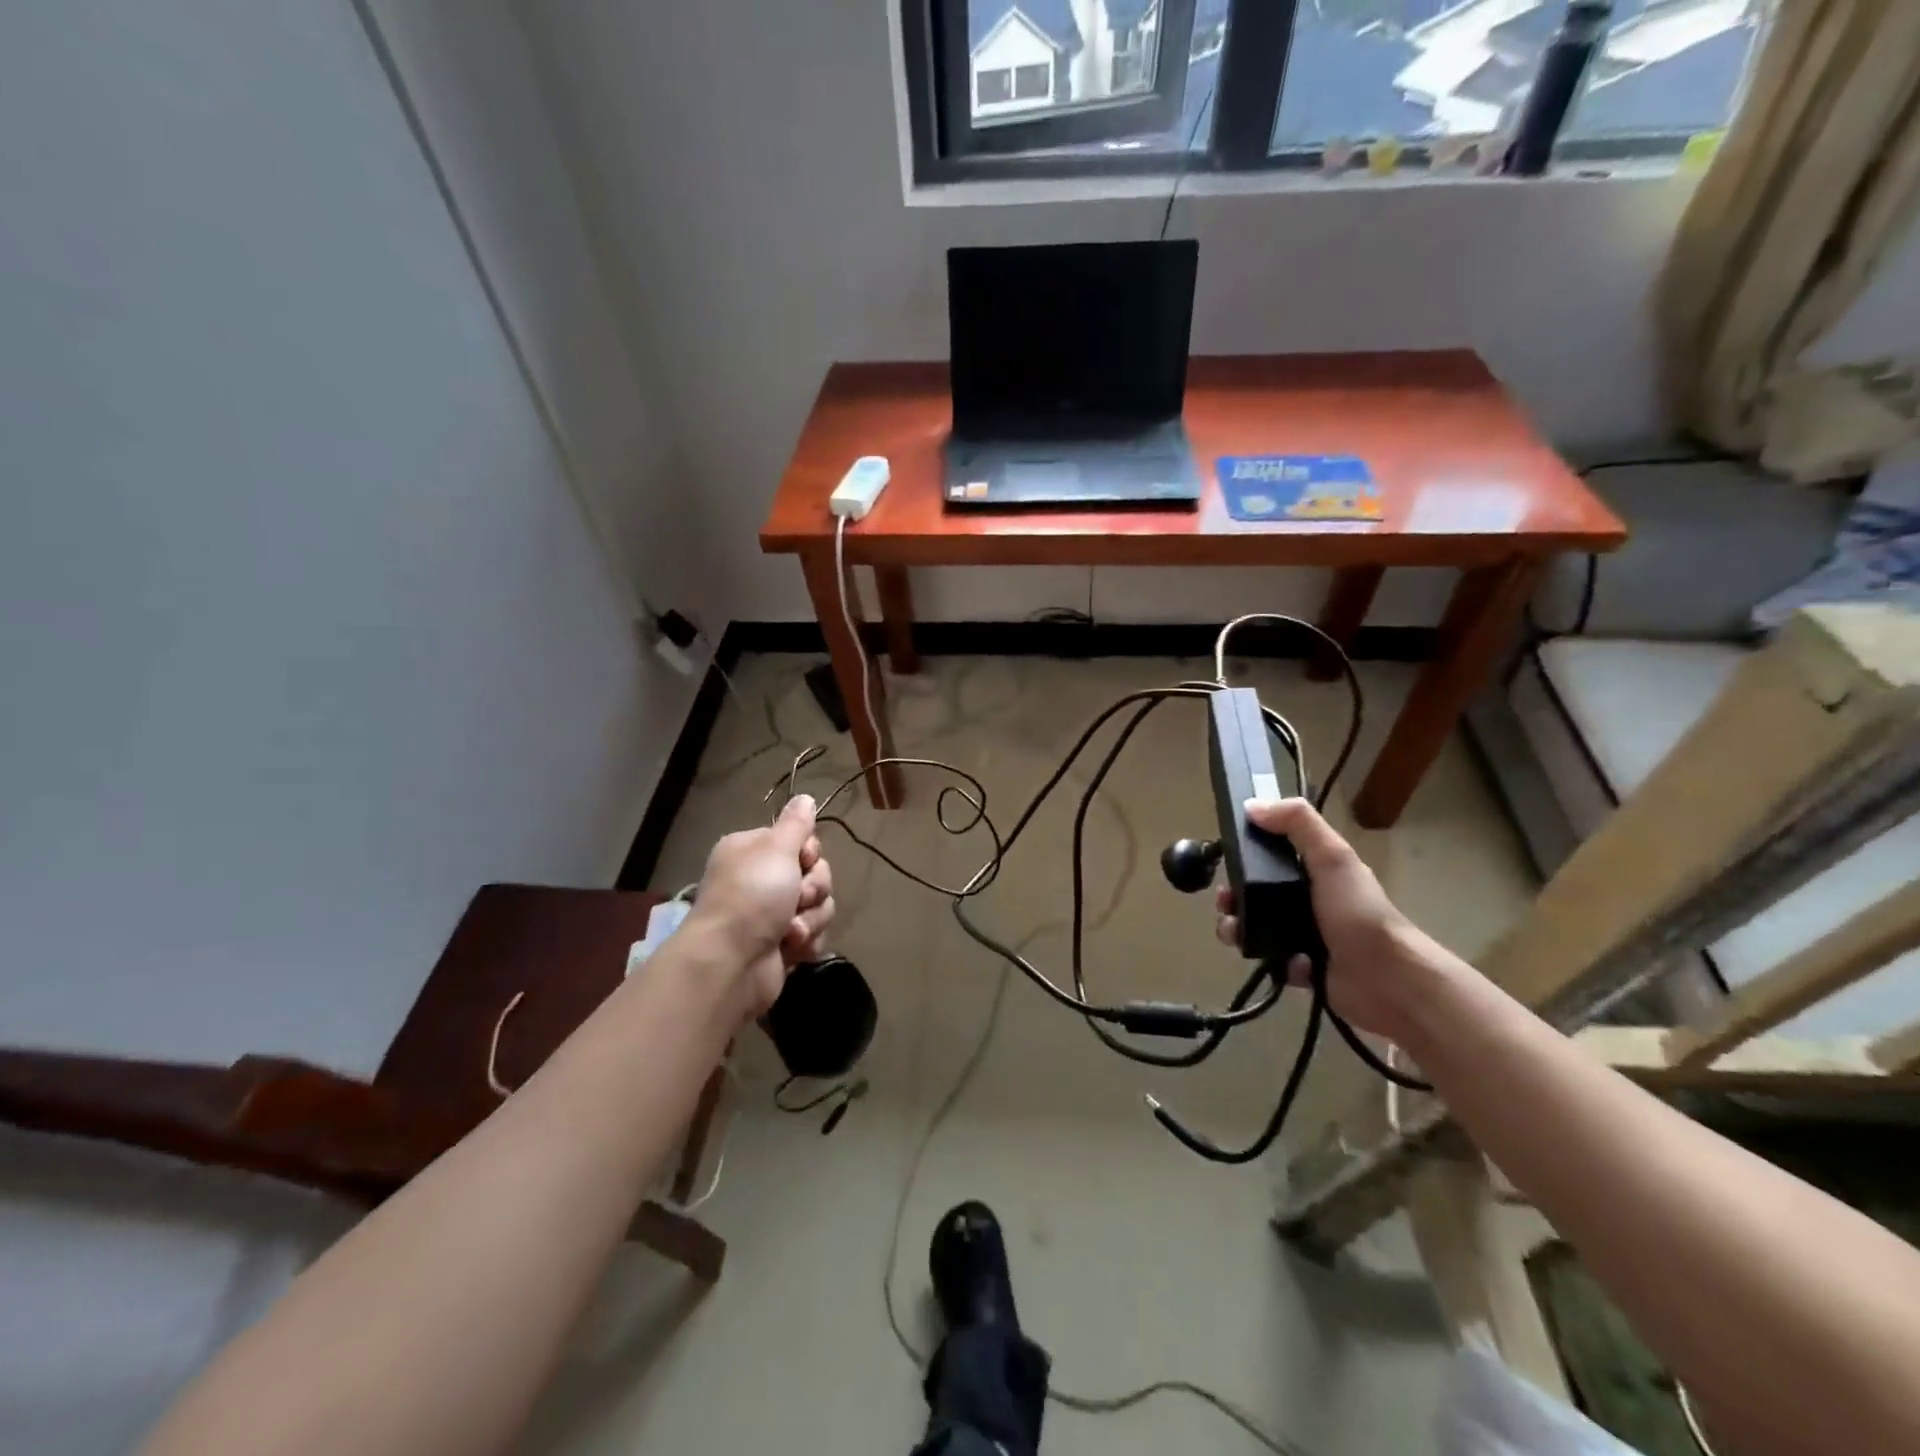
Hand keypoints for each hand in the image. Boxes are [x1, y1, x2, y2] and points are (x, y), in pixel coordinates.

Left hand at [684, 795, 835, 1016]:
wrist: (731, 963)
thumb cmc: (752, 896)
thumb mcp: (776, 848)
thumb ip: (796, 823)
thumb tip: (804, 797)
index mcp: (753, 851)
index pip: (800, 841)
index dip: (809, 852)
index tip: (803, 860)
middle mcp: (761, 879)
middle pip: (815, 873)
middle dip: (813, 889)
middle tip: (796, 899)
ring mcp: (772, 915)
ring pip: (819, 905)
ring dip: (811, 918)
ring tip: (790, 931)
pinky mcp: (782, 945)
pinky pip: (815, 934)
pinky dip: (807, 942)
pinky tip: (792, 949)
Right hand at [1213, 798, 1446, 1041]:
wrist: (1387, 980)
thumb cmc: (1358, 913)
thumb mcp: (1332, 857)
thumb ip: (1297, 823)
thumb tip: (1252, 805)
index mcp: (1317, 872)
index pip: (1272, 857)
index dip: (1246, 858)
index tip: (1226, 862)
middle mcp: (1311, 901)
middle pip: (1257, 894)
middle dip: (1233, 898)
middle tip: (1225, 906)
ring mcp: (1307, 936)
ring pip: (1258, 928)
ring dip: (1240, 930)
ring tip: (1235, 936)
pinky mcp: (1304, 969)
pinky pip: (1274, 962)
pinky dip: (1274, 962)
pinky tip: (1286, 963)